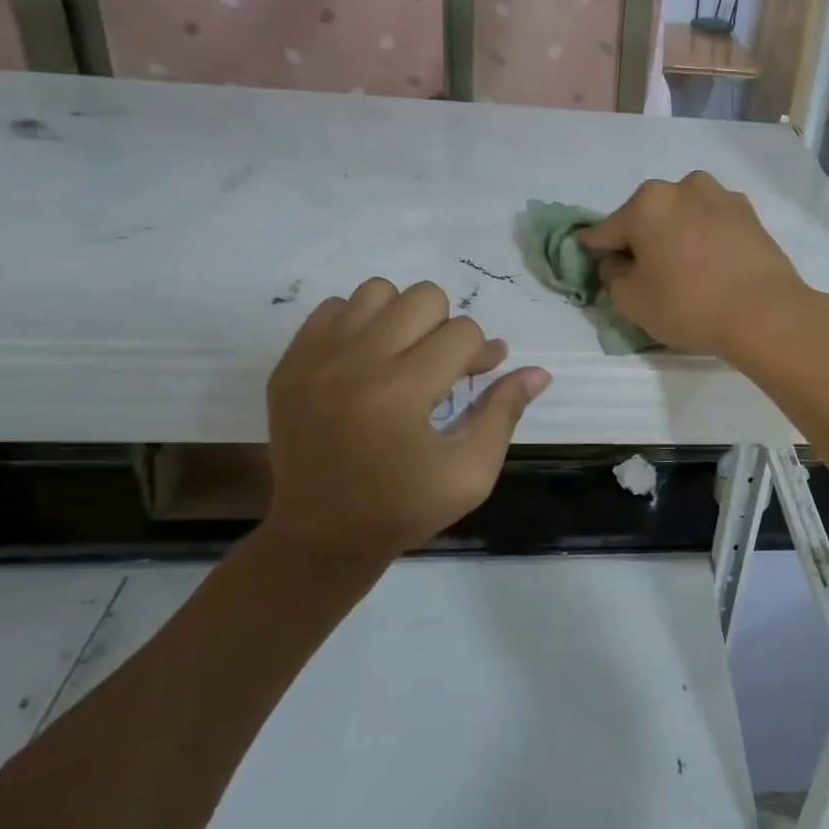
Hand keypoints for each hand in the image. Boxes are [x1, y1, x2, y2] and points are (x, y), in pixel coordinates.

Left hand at [265, 279, 549, 555]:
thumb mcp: (471, 473)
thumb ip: (505, 413)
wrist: (320, 537)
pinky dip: (359, 324)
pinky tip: (367, 360)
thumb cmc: (404, 508)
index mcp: (402, 392)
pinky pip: (333, 308)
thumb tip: (539, 372)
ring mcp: (316, 359)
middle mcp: (356, 363)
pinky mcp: (290, 363)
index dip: (482, 353)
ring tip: (404, 356)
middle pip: (423, 298)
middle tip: (442, 367)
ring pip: (377, 292)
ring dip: (402, 318)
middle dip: (446, 328)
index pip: (463, 333)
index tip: (483, 375)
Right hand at [576, 172, 814, 361]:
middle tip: (643, 273)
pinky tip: (710, 266)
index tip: (589, 259)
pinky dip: (704, 238)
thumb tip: (617, 262)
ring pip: (682, 215)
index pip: (606, 230)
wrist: (766, 313)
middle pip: (646, 216)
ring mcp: (721, 196)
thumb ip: (613, 276)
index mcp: (647, 203)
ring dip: (675, 234)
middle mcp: (682, 187)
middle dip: (640, 240)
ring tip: (682, 269)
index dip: (595, 249)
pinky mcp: (749, 213)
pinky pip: (712, 223)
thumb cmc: (689, 305)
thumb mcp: (632, 301)